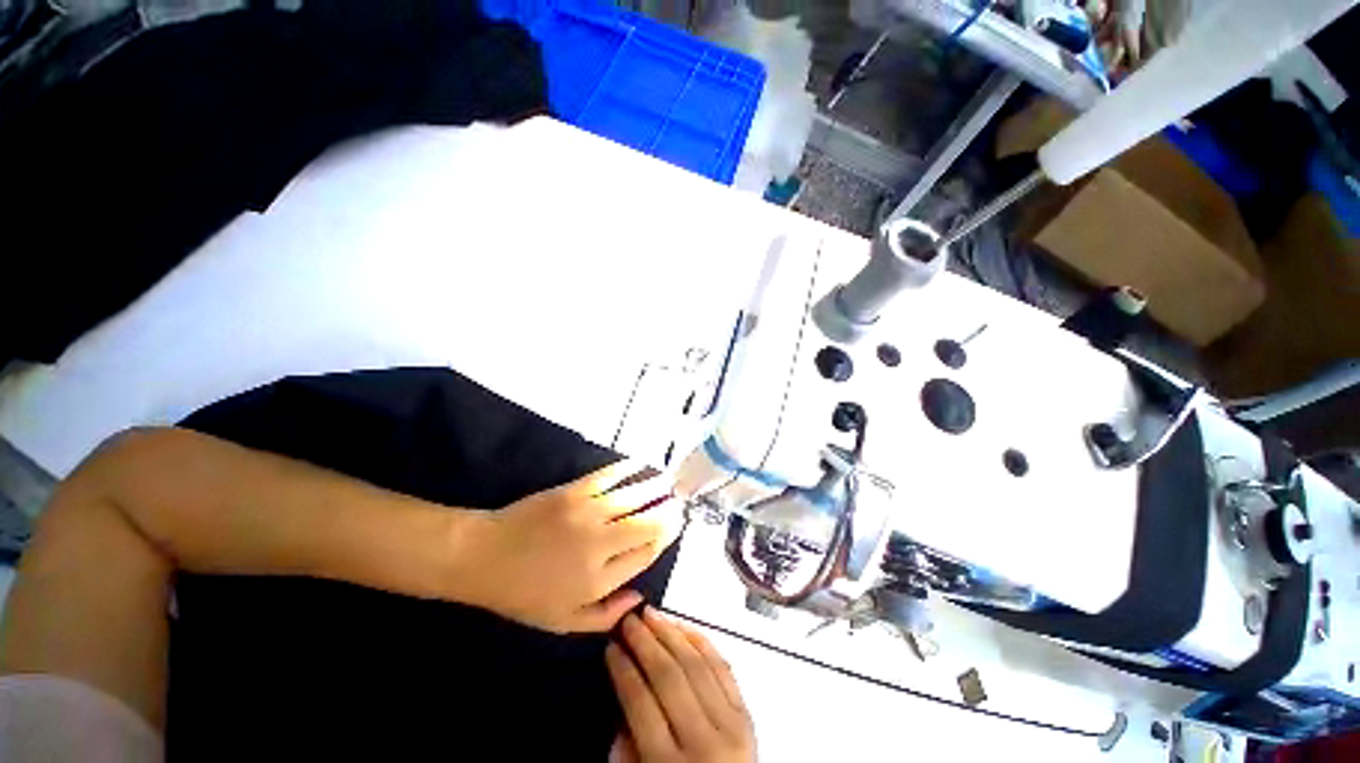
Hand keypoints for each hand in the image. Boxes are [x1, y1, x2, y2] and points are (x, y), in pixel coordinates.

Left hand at [457, 461, 684, 633]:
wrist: (484, 557)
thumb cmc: (523, 594)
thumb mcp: (562, 622)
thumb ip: (605, 616)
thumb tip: (640, 598)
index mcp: (599, 580)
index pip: (645, 554)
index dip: (664, 539)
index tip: (675, 527)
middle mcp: (599, 544)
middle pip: (647, 524)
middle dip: (669, 512)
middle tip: (680, 503)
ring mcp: (587, 513)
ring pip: (634, 497)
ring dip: (656, 487)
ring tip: (670, 481)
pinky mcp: (573, 491)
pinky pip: (608, 476)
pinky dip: (627, 468)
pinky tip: (640, 463)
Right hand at [606, 608, 755, 762]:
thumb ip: (629, 751)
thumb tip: (623, 703)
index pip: (641, 705)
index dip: (623, 671)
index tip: (611, 647)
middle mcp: (703, 742)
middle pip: (669, 678)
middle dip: (645, 643)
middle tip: (629, 620)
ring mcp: (731, 726)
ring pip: (697, 665)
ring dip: (671, 634)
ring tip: (652, 614)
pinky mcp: (748, 716)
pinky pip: (724, 668)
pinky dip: (703, 643)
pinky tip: (684, 626)